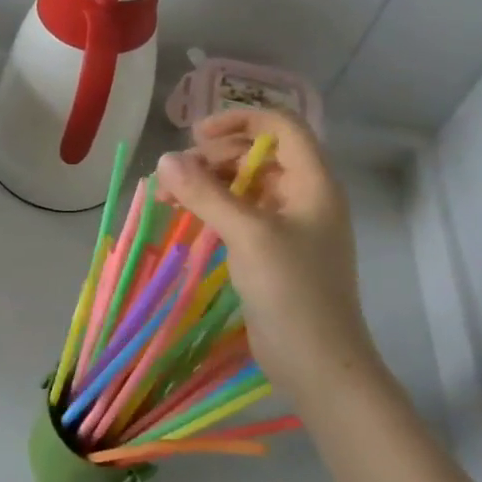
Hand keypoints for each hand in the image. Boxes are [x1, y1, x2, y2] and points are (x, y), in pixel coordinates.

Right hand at [156, 109, 378, 396]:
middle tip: (174, 175)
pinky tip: (187, 219)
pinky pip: (240, 213)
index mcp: (313, 183)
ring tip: (169, 198)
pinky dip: (213, 209)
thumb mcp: (247, 234)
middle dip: (213, 157)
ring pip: (245, 184)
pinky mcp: (273, 251)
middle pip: (258, 154)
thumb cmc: (291, 290)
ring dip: (207, 183)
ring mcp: (290, 225)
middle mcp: (305, 197)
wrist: (317, 362)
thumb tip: (164, 159)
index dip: (240, 120)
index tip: (195, 135)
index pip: (282, 126)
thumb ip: (205, 193)